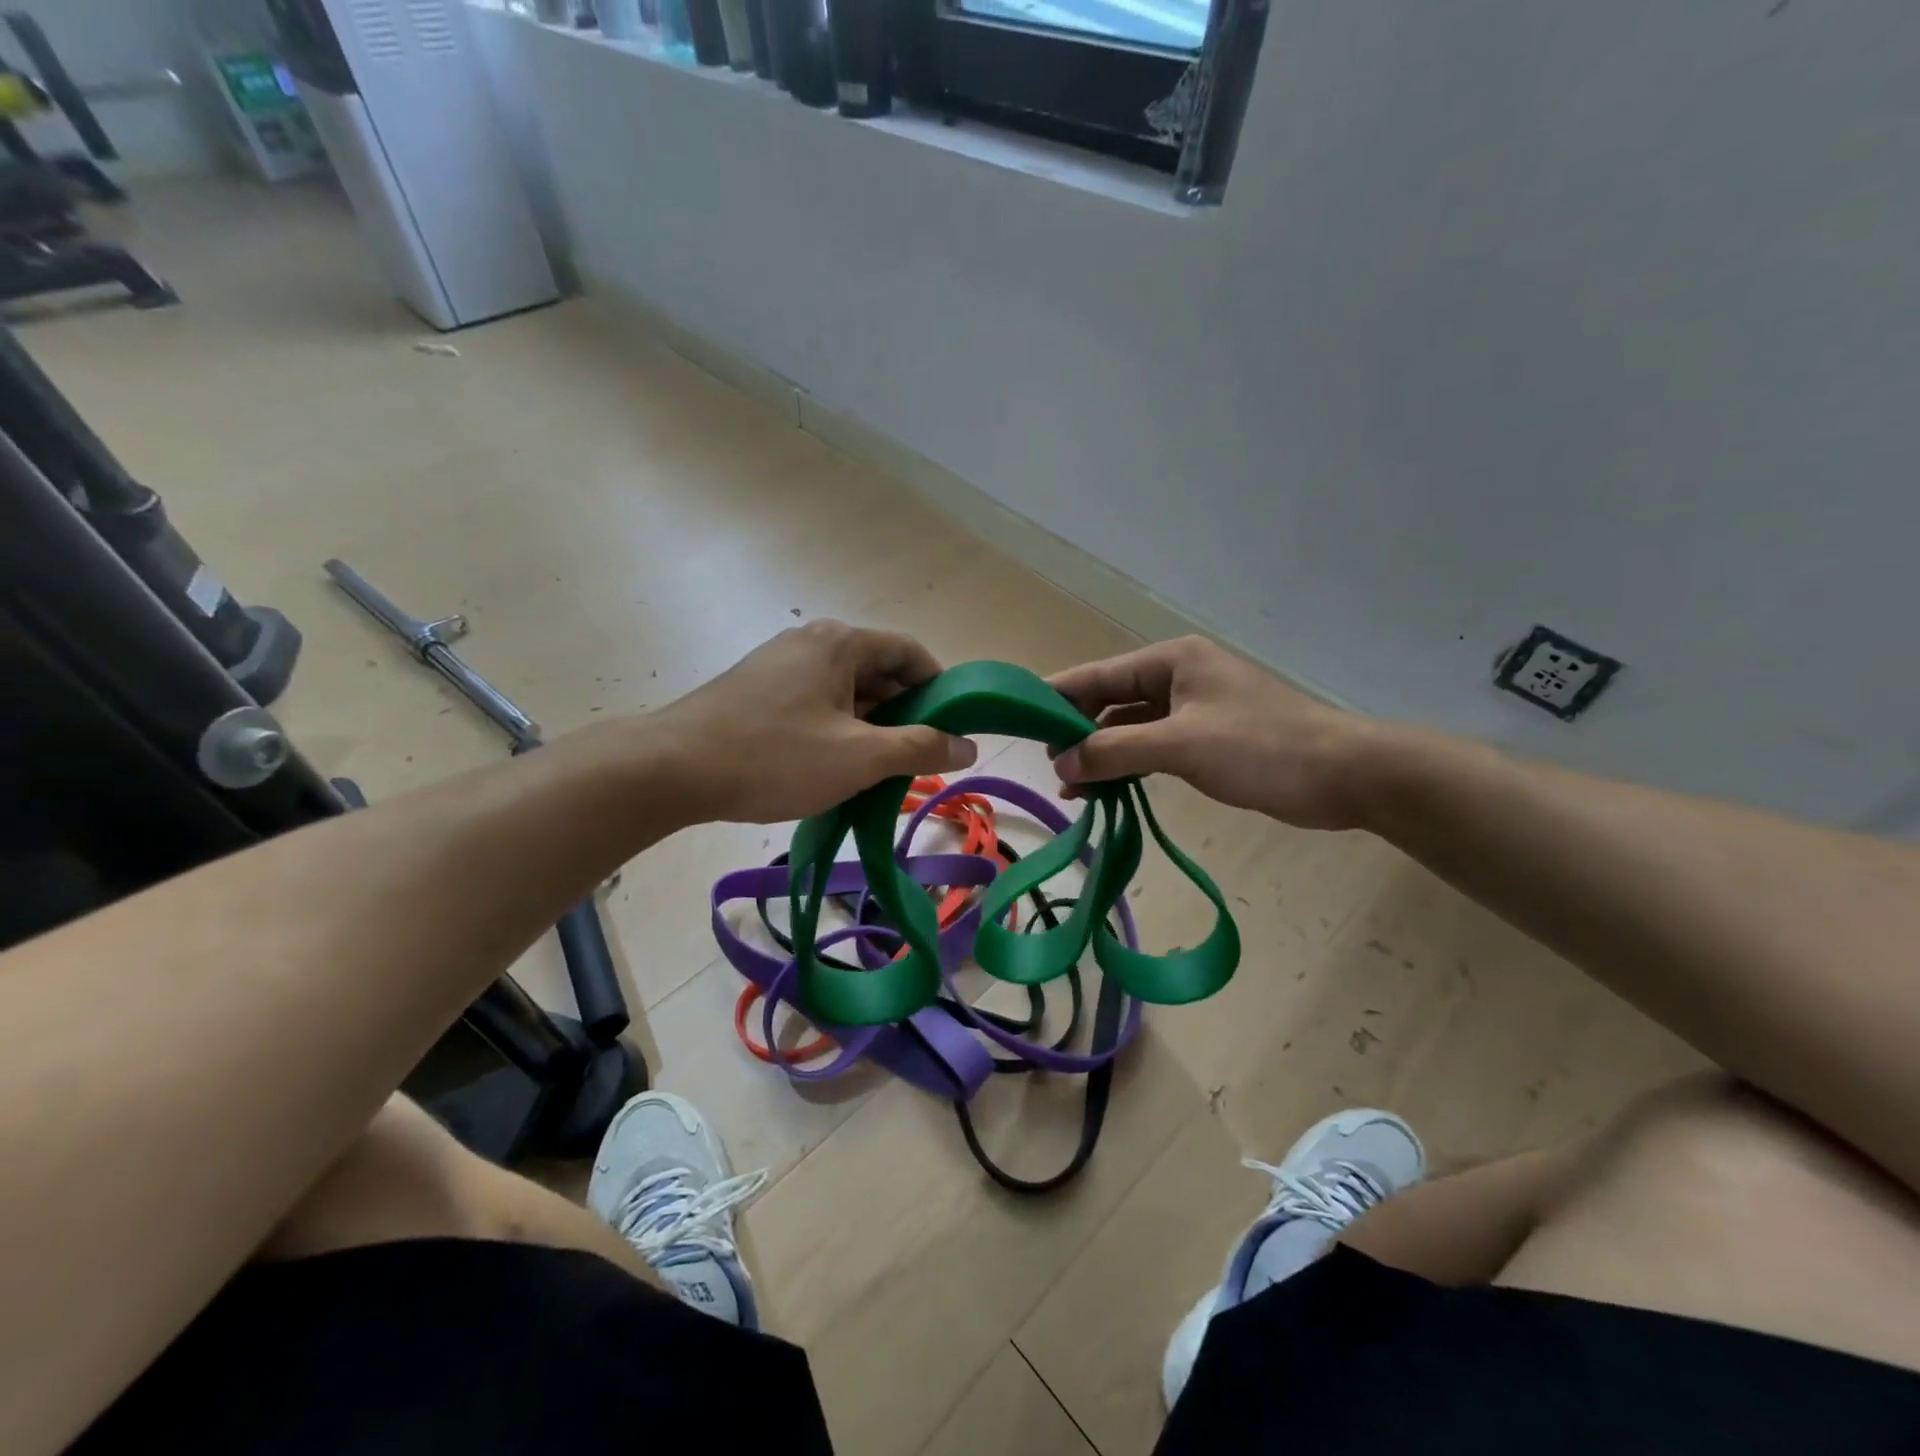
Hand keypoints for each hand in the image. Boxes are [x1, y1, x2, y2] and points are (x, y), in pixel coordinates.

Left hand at [651, 620, 976, 823]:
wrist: (672, 769)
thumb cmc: (774, 757)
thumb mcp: (859, 757)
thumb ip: (920, 748)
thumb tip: (969, 745)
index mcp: (841, 643)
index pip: (910, 653)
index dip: (940, 688)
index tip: (954, 728)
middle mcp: (812, 643)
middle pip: (879, 671)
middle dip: (905, 714)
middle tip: (918, 759)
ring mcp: (780, 665)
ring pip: (846, 691)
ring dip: (870, 726)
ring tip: (878, 771)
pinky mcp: (757, 690)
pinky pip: (816, 703)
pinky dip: (836, 729)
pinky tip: (833, 767)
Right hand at [1049, 637, 1374, 829]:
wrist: (1344, 775)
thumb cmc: (1261, 748)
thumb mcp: (1181, 746)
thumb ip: (1116, 751)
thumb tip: (1062, 764)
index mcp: (1171, 661)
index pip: (1098, 676)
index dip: (1056, 697)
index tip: (1019, 720)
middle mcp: (1178, 677)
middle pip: (1110, 701)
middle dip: (1078, 733)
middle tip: (1048, 768)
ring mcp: (1193, 709)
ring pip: (1130, 728)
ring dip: (1102, 755)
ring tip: (1071, 789)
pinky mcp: (1206, 738)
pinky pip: (1152, 747)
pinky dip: (1129, 766)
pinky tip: (1108, 791)